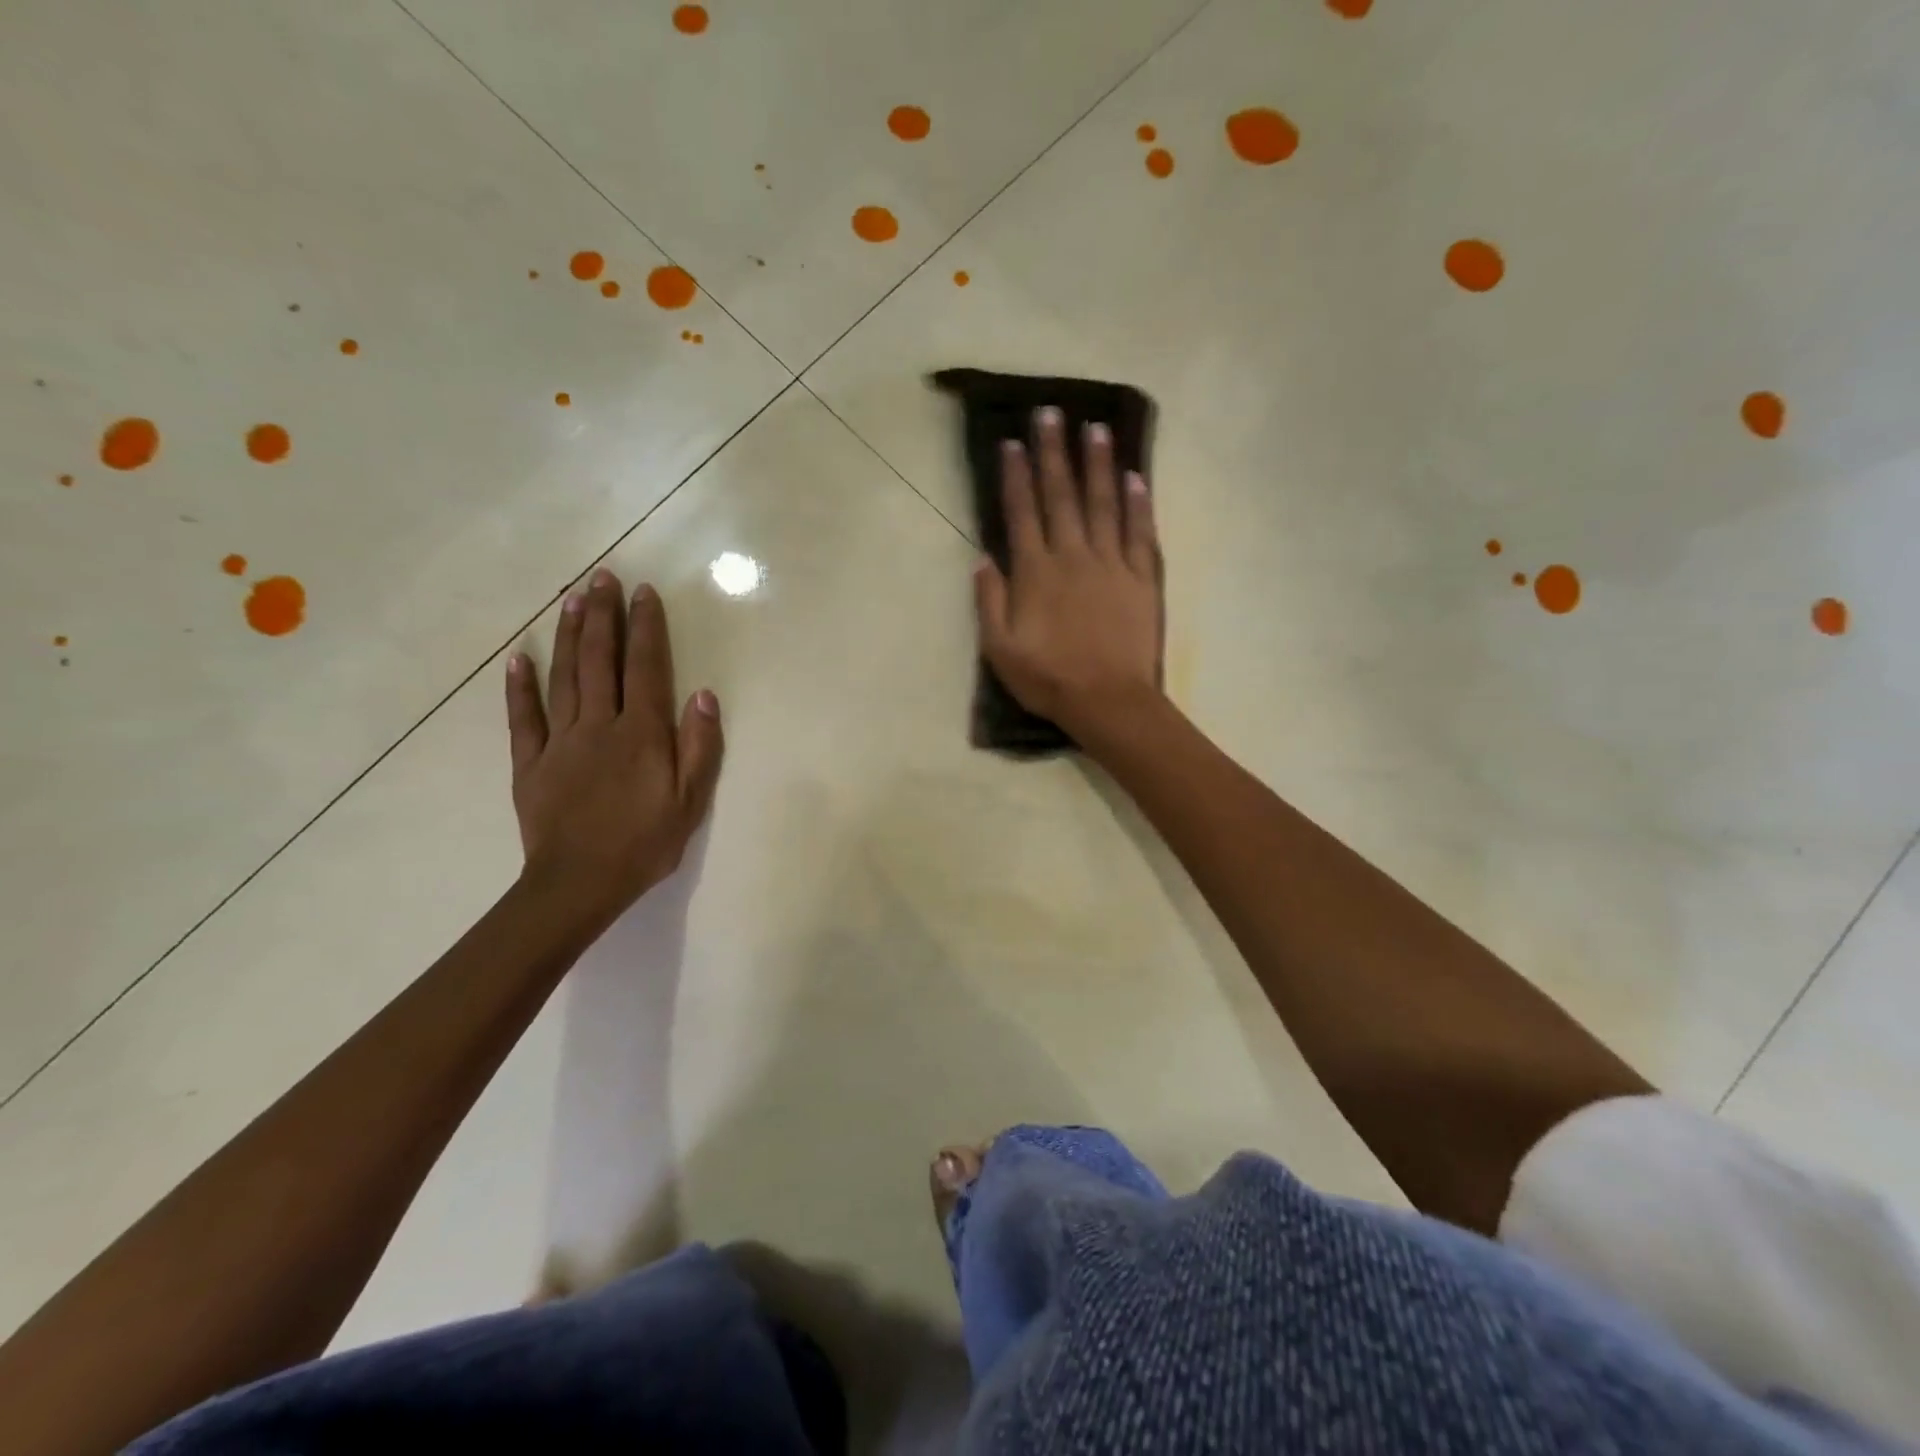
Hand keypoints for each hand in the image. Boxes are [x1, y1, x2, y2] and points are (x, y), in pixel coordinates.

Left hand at [505, 569, 722, 932]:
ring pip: (564, 678)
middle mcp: (600, 726)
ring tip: (572, 599)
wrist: (580, 884)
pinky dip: (519, 687)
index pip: (646, 668)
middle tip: (602, 577)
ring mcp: (560, 741)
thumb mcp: (691, 801)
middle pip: (601, 661)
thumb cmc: (645, 843)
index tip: (644, 593)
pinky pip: (522, 718)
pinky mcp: (530, 763)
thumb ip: (699, 746)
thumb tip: (702, 695)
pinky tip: (518, 659)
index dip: (647, 628)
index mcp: (642, 734)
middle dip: (603, 616)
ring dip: (569, 636)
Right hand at [974, 406, 1163, 744]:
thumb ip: (989, 601)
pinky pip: (1140, 533)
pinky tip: (1136, 477)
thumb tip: (982, 558)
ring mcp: (1111, 565)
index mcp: (1035, 573)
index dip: (1016, 476)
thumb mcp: (1000, 649)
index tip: (1013, 441)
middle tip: (1052, 412)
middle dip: (1054, 453)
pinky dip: (1138, 504)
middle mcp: (1073, 557)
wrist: (1109, 701)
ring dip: (1097, 465)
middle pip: (1062, 496)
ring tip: (1095, 428)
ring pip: (1103, 504)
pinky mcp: (1142, 579)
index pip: (1022, 513)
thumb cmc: (1049, 679)